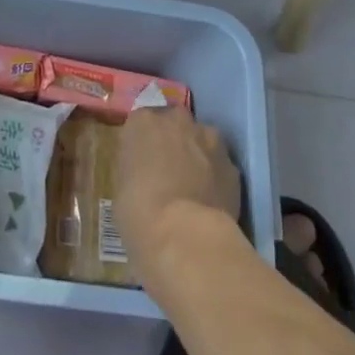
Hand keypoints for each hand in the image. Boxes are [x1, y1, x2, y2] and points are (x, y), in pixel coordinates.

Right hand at [117, 107, 242, 265]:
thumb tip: (145, 172)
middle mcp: (177, 120)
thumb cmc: (139, 211)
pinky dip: (216, 177)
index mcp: (143, 121)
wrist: (184, 235)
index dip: (143, 143)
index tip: (142, 162)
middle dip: (173, 139)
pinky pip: (220, 165)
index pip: (141, 122)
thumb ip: (135, 167)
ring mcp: (209, 139)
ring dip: (198, 154)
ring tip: (193, 186)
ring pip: (202, 139)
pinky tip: (210, 201)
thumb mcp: (121, 186)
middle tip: (168, 169)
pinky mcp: (232, 164)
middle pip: (174, 122)